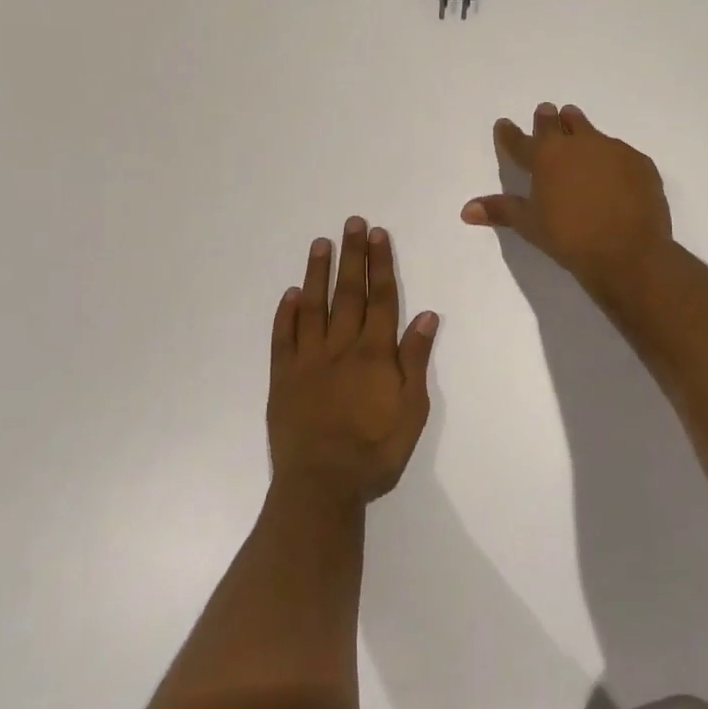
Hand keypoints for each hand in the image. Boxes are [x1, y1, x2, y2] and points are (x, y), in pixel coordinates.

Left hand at [268, 217, 438, 508]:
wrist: (322, 485)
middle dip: (352, 256)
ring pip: (314, 306)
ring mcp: (308, 360)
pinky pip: (283, 337)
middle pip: (348, 293)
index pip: (380, 299)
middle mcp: (341, 347)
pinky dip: (286, 313)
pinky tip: (291, 293)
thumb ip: (415, 361)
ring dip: (317, 273)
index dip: (380, 265)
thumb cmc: (375, 452)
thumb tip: (425, 315)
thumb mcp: (412, 411)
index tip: (378, 235)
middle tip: (352, 223)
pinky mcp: (283, 377)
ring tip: (320, 243)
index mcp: (374, 354)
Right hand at [461, 102, 672, 294]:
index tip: (503, 124)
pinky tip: (612, 168)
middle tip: (545, 110)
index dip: (509, 133)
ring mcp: (612, 150)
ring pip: (590, 131)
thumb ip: (501, 211)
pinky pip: (619, 152)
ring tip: (575, 121)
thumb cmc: (569, 238)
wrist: (628, 251)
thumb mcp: (530, 225)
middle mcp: (577, 144)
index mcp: (545, 157)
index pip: (520, 141)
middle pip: (557, 124)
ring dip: (579, 127)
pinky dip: (610, 156)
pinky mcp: (639, 162)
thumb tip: (466, 210)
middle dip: (547, 118)